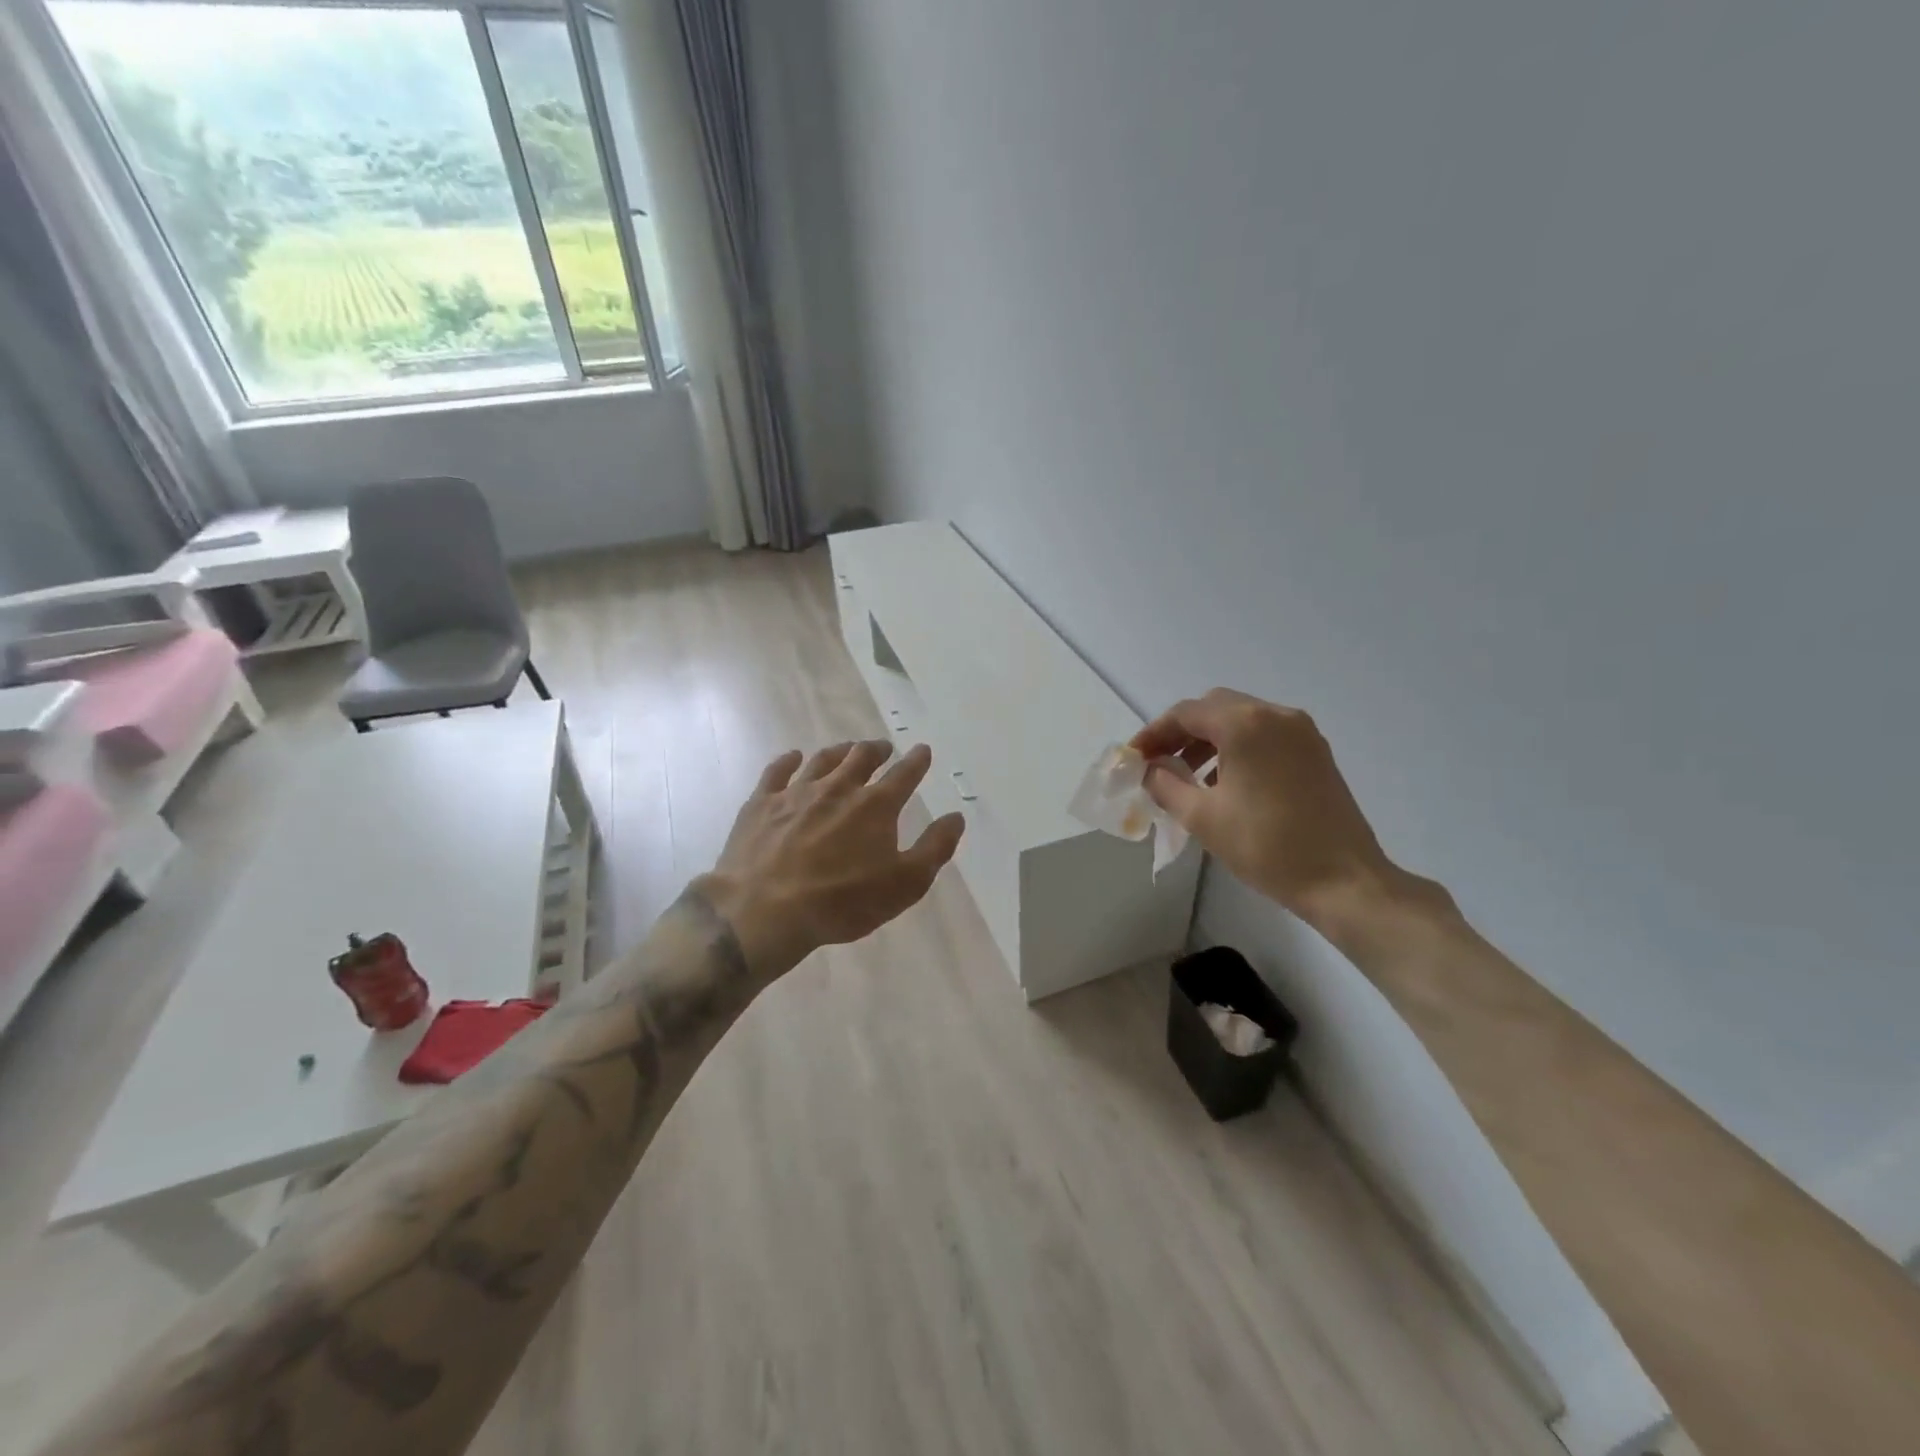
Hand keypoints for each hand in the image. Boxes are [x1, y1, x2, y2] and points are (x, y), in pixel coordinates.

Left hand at [695, 740, 966, 979]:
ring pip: (823, 759)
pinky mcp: (762, 803)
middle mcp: (839, 788)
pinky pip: (777, 772)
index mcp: (876, 806)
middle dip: (876, 749)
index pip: (904, 774)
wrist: (766, 910)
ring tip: (847, 749)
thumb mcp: (905, 884)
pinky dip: (788, 760)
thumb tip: (955, 817)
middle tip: (882, 748)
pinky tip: (793, 757)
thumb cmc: (842, 902)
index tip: (922, 750)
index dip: (917, 761)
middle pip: (861, 757)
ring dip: (840, 751)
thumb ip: (934, 848)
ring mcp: (797, 792)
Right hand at [1131, 689, 1431, 930]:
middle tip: (1159, 763)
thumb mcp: (1202, 817)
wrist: (1343, 881)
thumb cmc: (1266, 847)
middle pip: (1215, 707)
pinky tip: (1225, 782)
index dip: (1154, 732)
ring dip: (1209, 739)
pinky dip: (1237, 747)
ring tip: (1188, 776)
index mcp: (1245, 724)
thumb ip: (1166, 785)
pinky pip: (1265, 735)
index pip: (1186, 713)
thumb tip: (1151, 769)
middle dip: (1181, 732)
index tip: (1134, 758)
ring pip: (1242, 719)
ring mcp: (1302, 732)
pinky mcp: (1316, 753)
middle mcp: (1276, 715)